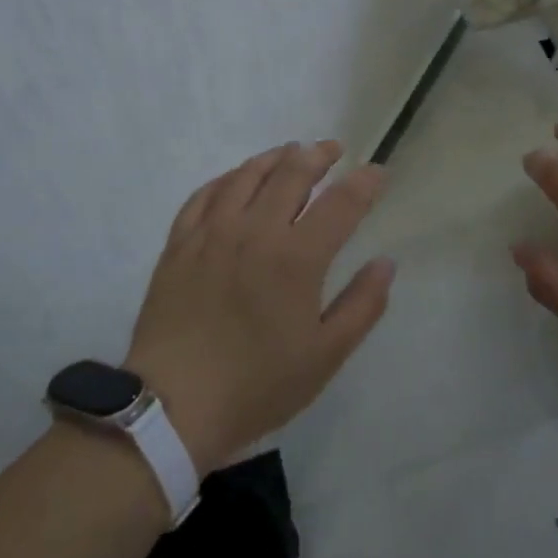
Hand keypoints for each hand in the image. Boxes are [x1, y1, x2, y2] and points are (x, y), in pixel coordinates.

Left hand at [125, 141, 393, 473]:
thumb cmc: (258, 385)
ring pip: (248, 174)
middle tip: (333, 150)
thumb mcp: (325, 356)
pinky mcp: (179, 243)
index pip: (341, 202)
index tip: (378, 172)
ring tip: (291, 152)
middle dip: (319, 155)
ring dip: (276, 157)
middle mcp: (256, 231)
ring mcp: (212, 232)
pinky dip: (229, 177)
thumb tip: (386, 263)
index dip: (365, 182)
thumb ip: (363, 305)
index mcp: (297, 258)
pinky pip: (205, 193)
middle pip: (292, 172)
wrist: (171, 407)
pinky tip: (238, 178)